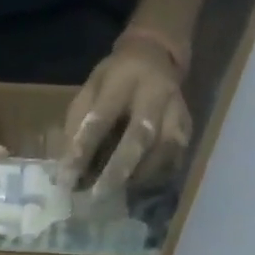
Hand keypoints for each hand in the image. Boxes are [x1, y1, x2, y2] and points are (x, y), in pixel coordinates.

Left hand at [59, 39, 191, 195]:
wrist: (155, 57)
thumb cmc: (113, 81)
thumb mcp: (88, 91)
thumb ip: (77, 126)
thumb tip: (66, 168)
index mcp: (124, 79)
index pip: (101, 119)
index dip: (83, 151)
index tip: (67, 180)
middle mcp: (156, 93)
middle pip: (140, 137)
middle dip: (117, 170)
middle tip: (97, 196)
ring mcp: (177, 110)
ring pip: (161, 152)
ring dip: (135, 177)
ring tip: (114, 194)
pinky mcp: (187, 127)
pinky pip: (173, 159)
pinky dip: (153, 177)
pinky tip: (135, 187)